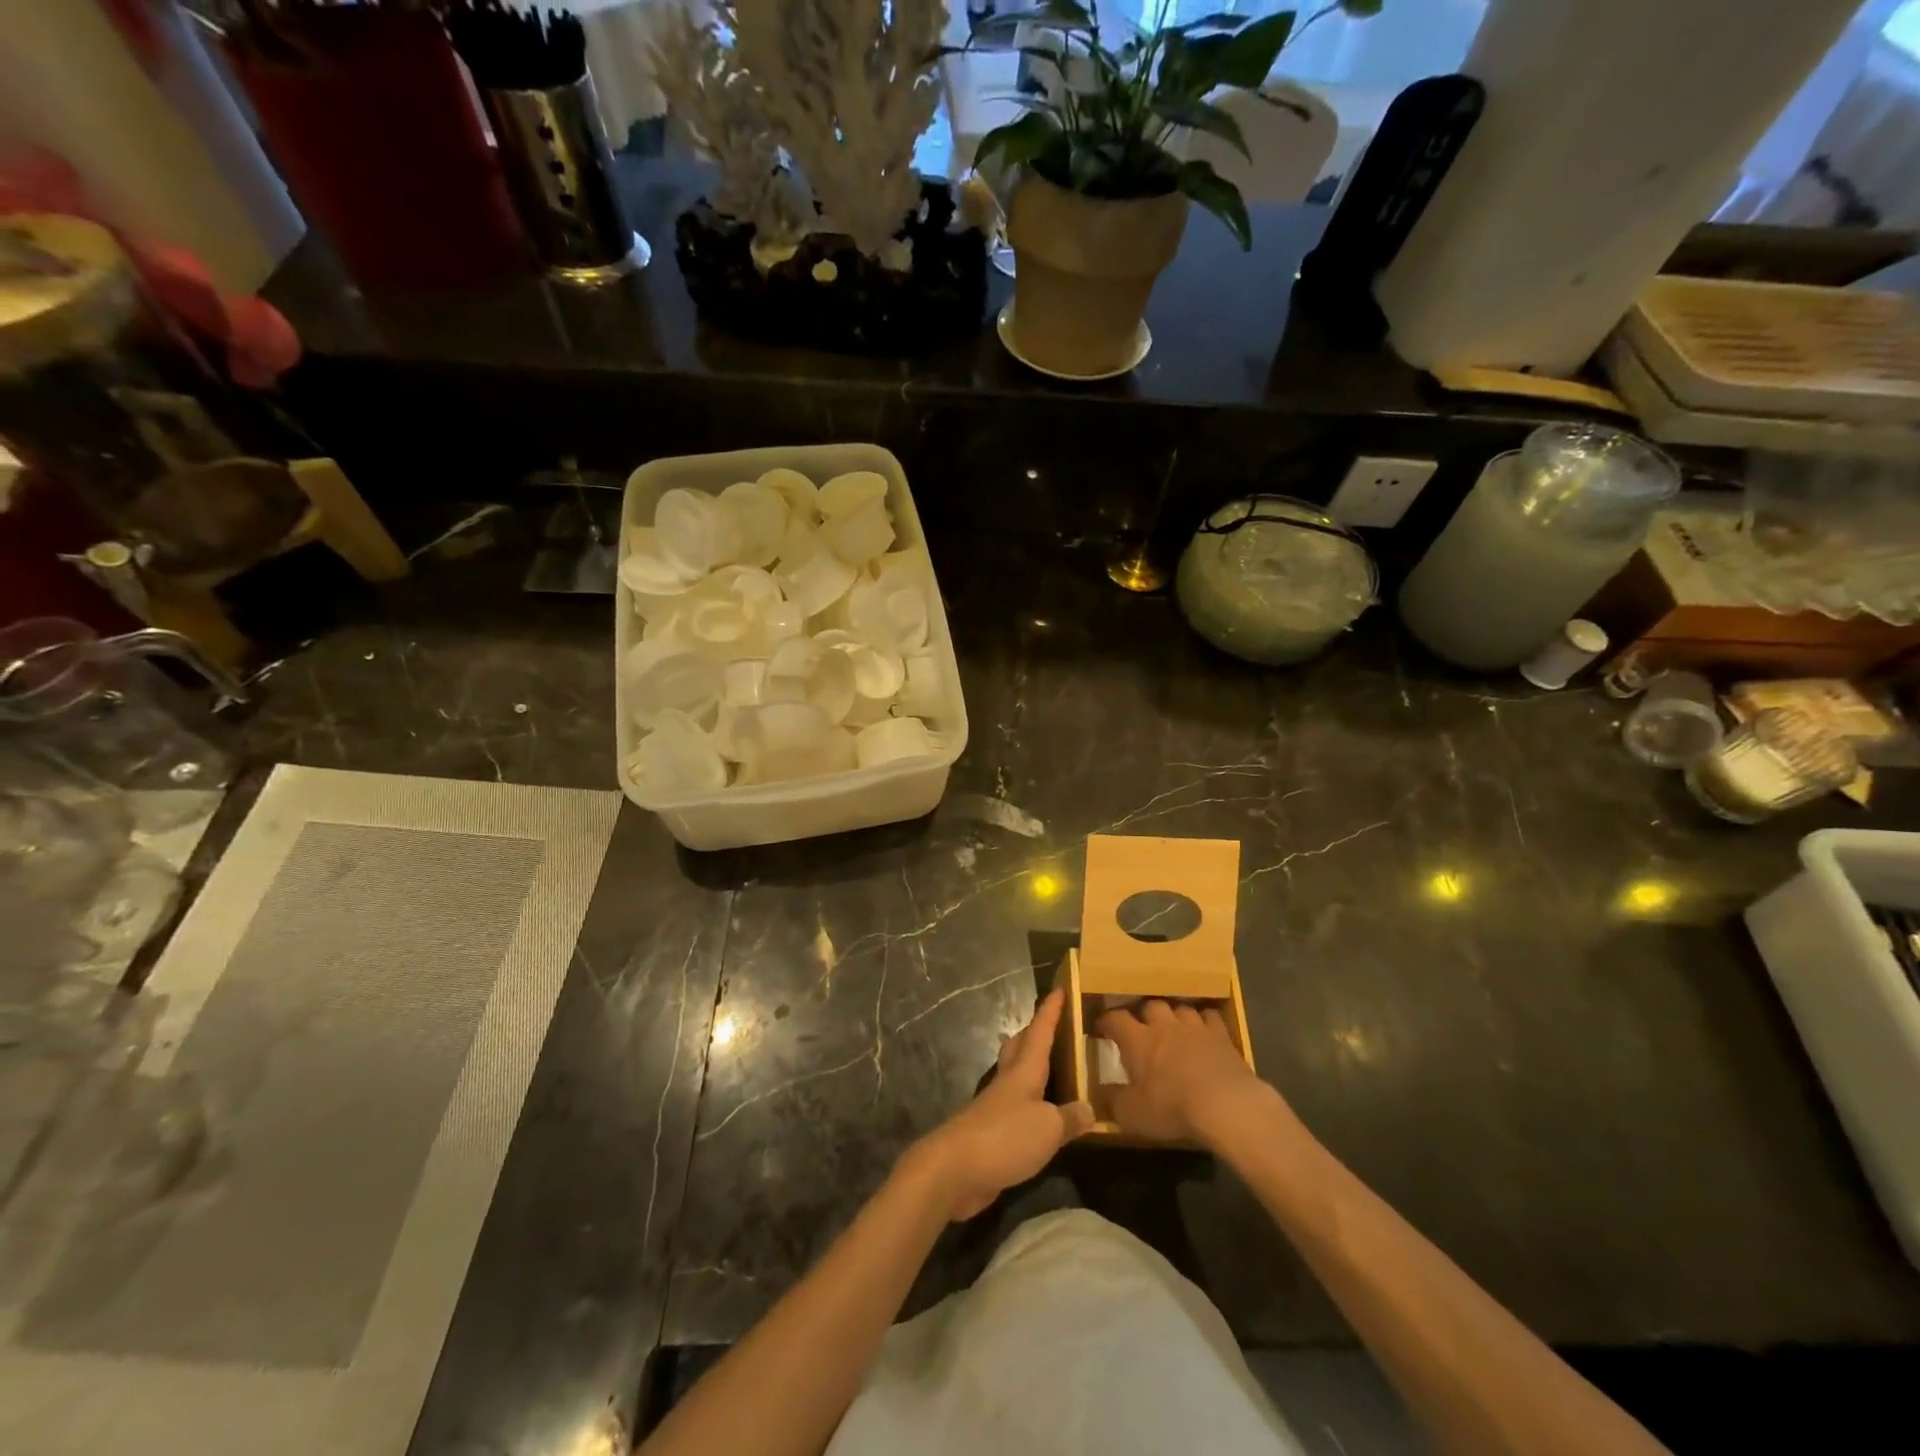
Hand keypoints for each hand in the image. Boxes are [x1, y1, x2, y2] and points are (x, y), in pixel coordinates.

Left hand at [908, 988, 1093, 1220]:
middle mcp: (1008, 1083)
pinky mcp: (990, 1134)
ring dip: (1029, 1065)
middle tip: (1052, 1023)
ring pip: (1015, 1075)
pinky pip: (1014, 1108)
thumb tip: (1089, 1108)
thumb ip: (1070, 1118)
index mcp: (1023, 1071)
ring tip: (1048, 1063)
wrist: (954, 1169)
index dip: (1050, 1011)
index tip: (1060, 988)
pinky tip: (1037, 1114)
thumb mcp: (1048, 1128)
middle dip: (1035, 1032)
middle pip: (1020, 1048)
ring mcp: (996, 1107)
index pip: (1040, 1032)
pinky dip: (1028, 1103)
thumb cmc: (1004, 1137)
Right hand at [1096, 999, 1266, 1144]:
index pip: (1116, 1019)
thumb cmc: (1172, 1107)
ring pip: (1180, 1009)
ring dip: (1175, 1017)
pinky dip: (1204, 1022)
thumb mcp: (1132, 1114)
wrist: (1226, 1105)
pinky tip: (1205, 1032)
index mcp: (1138, 1040)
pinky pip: (1210, 1017)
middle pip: (1150, 1006)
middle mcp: (1164, 1025)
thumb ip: (1113, 1101)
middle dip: (1144, 1015)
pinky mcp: (1222, 1035)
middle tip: (1143, 1029)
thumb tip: (1100, 1092)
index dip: (1107, 1022)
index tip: (1102, 1028)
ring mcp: (1195, 1027)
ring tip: (1174, 1029)